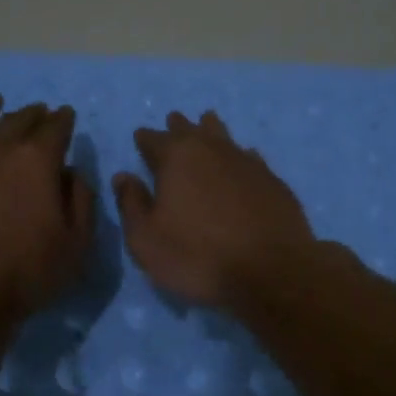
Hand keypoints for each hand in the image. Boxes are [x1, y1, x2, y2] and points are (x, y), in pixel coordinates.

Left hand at [0, 96, 93, 319]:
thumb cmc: (25, 273)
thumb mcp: (76, 244)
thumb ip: (81, 200)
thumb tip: (71, 172)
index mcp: (36, 160)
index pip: (56, 127)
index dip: (64, 120)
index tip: (66, 115)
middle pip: (18, 119)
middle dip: (34, 113)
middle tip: (40, 112)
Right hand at [112, 110, 316, 306]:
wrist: (271, 271)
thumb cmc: (198, 256)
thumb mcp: (147, 240)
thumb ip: (131, 204)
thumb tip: (123, 176)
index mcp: (177, 157)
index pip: (153, 139)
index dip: (144, 139)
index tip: (140, 139)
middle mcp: (212, 149)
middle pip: (191, 129)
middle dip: (178, 127)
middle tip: (173, 124)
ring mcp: (247, 162)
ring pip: (223, 136)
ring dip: (211, 131)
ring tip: (206, 125)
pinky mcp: (272, 180)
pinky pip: (249, 157)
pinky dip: (239, 156)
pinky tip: (242, 160)